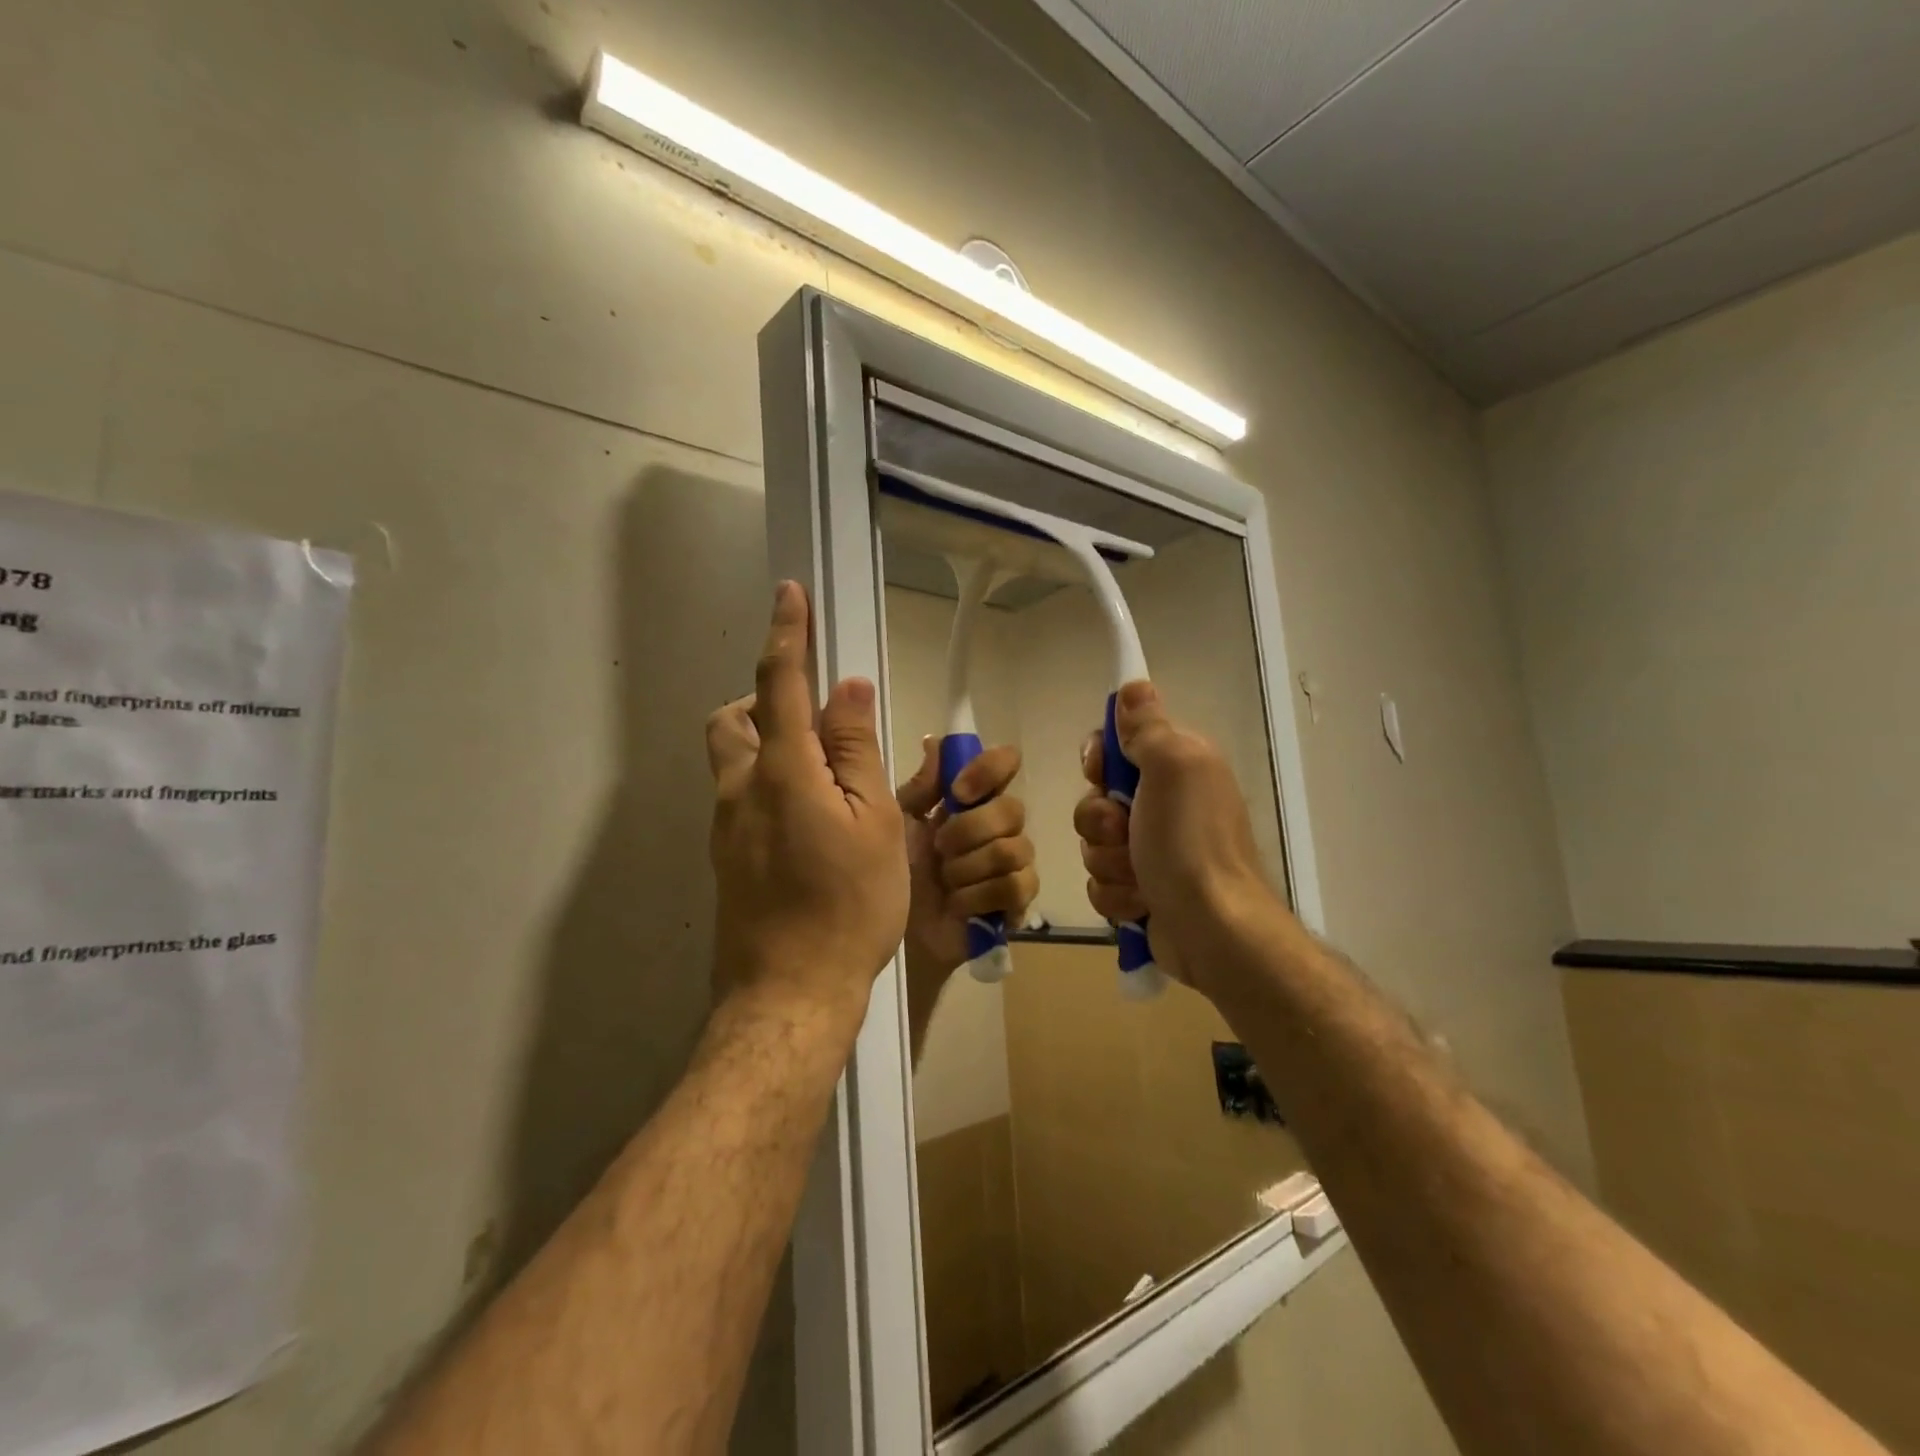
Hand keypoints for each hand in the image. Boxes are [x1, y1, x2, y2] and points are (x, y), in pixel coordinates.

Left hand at [706, 582, 908, 1021]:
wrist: (789, 993)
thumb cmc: (847, 905)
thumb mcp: (874, 822)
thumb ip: (856, 750)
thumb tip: (848, 688)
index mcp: (781, 771)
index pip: (779, 682)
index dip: (786, 633)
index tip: (789, 594)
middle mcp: (739, 789)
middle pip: (732, 719)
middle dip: (765, 700)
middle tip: (816, 724)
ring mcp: (725, 826)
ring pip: (733, 759)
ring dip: (768, 744)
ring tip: (825, 779)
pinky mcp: (725, 857)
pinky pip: (740, 797)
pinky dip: (769, 784)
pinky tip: (811, 826)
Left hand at [896, 738, 1037, 980]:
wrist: (879, 936)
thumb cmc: (876, 873)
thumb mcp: (891, 821)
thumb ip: (920, 786)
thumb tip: (936, 741)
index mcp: (965, 800)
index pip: (1003, 763)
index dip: (989, 770)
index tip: (957, 792)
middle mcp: (993, 825)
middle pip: (1013, 808)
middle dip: (969, 831)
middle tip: (939, 849)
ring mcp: (1008, 865)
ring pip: (1016, 848)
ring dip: (969, 868)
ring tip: (944, 882)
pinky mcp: (1014, 904)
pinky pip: (1018, 886)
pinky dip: (979, 897)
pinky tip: (956, 905)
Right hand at [1075, 681, 1276, 995]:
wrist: (1212, 930)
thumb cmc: (1189, 843)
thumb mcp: (1172, 768)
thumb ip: (1148, 727)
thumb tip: (1134, 684)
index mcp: (1178, 767)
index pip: (1117, 745)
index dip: (1100, 759)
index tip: (1101, 773)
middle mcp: (1166, 804)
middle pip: (1097, 798)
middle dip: (1100, 821)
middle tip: (1123, 832)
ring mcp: (1153, 851)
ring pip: (1095, 843)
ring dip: (1108, 862)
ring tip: (1138, 877)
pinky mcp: (1143, 891)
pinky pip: (1102, 882)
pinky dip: (1116, 894)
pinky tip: (1140, 903)